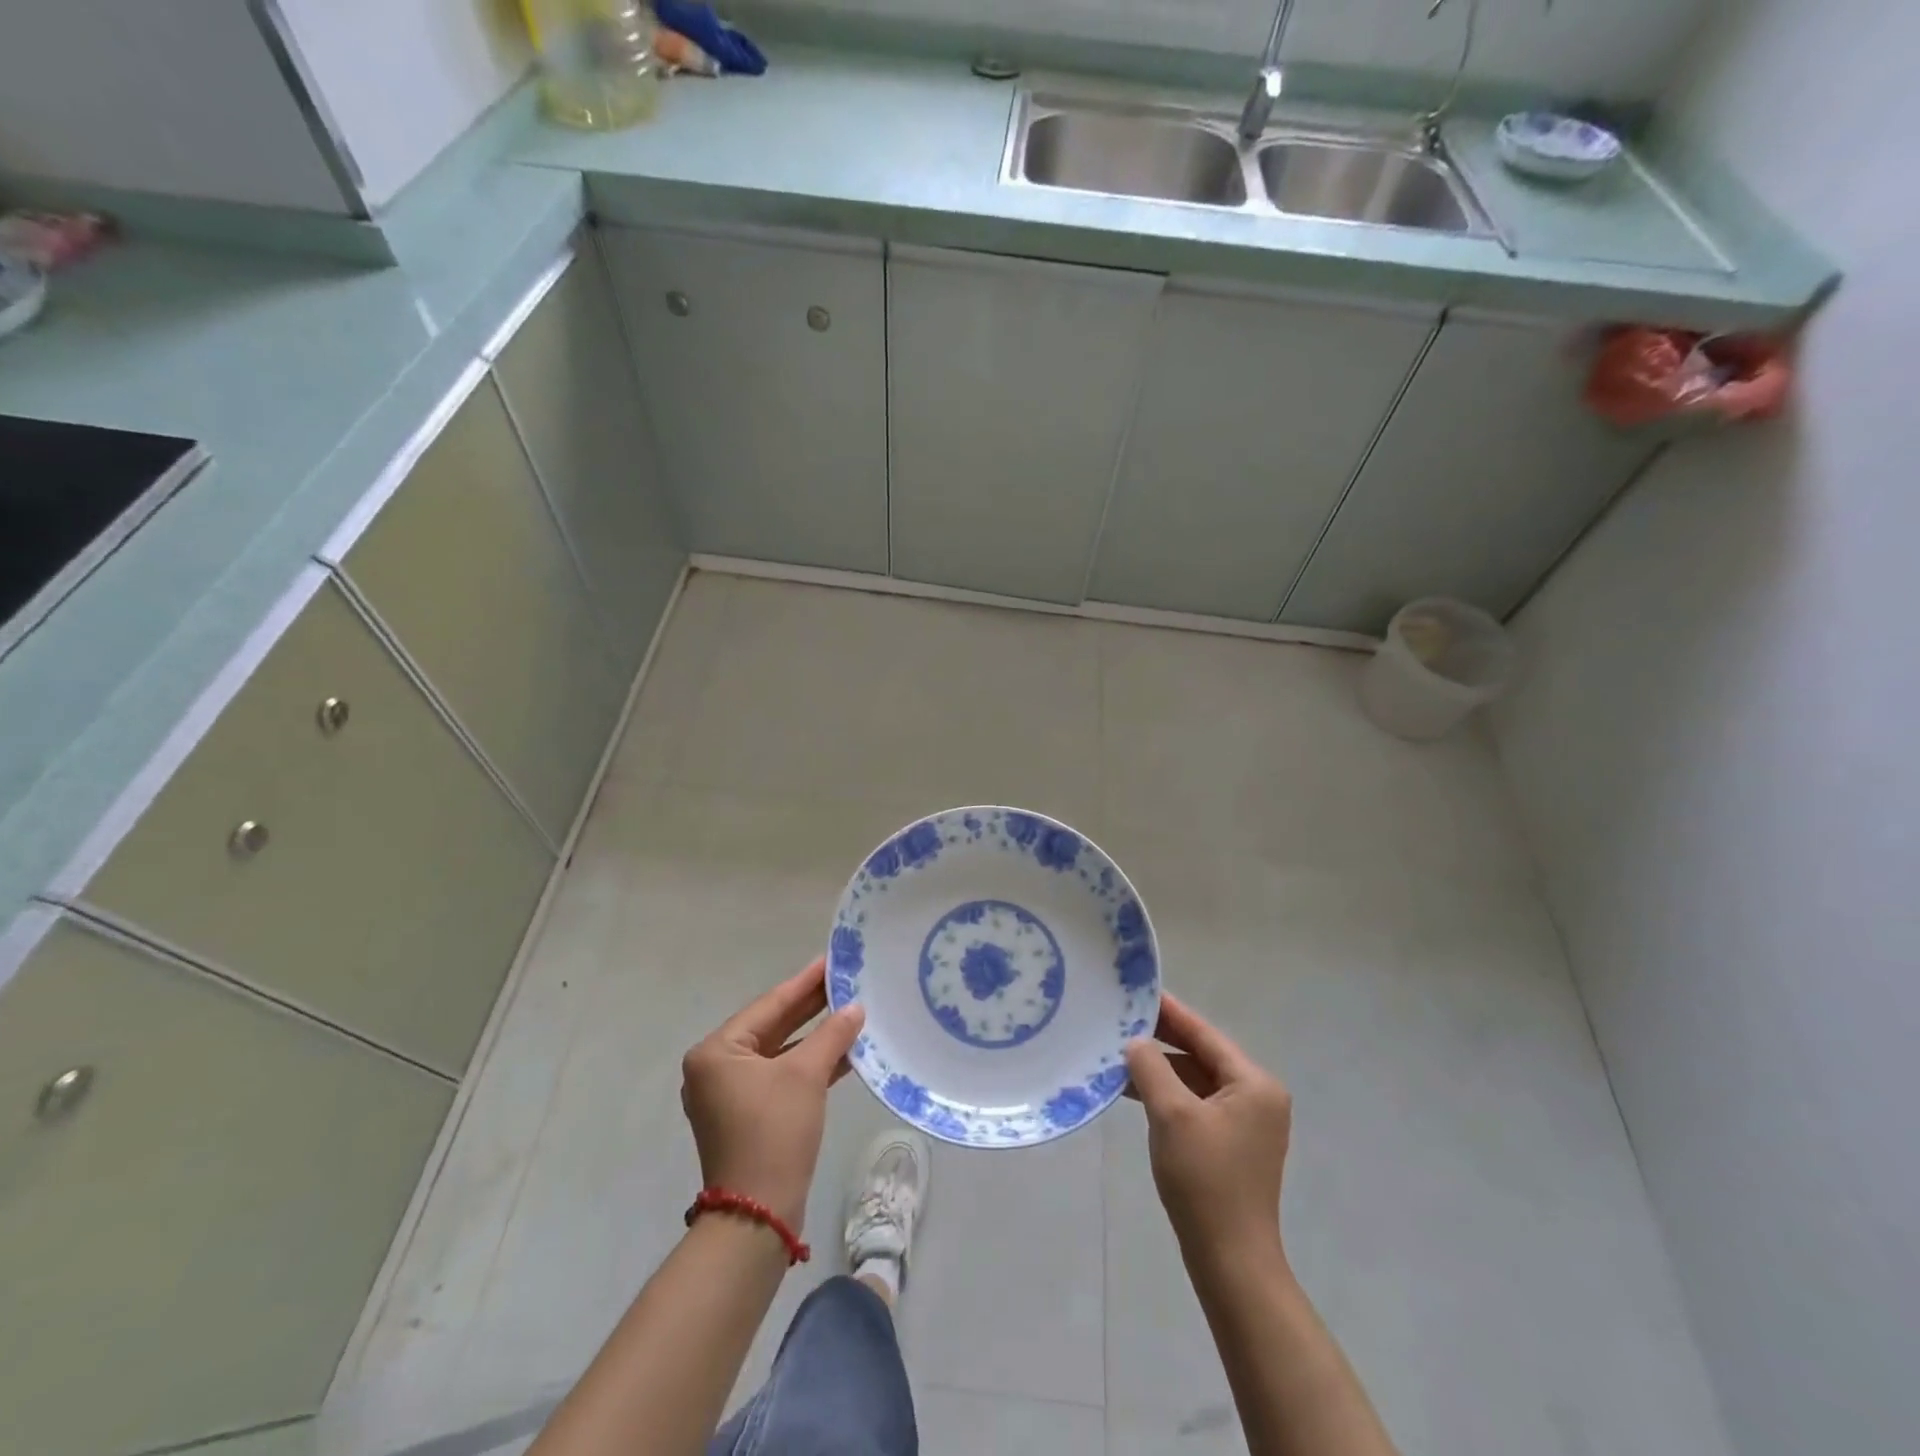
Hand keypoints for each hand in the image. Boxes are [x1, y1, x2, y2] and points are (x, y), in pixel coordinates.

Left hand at [680, 958, 865, 1232]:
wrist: (757, 1214)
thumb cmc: (774, 1131)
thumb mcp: (806, 1075)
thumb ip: (831, 1035)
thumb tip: (855, 1008)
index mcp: (716, 1052)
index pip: (769, 1005)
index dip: (804, 982)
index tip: (831, 959)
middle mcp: (717, 1068)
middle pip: (772, 1026)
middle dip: (810, 1007)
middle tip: (845, 980)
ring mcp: (731, 1094)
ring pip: (779, 1052)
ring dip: (814, 1036)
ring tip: (850, 1010)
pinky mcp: (748, 1116)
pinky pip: (781, 1076)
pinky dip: (809, 1064)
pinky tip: (843, 1051)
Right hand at [1125, 994, 1291, 1260]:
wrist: (1230, 1261)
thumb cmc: (1205, 1180)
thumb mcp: (1172, 1114)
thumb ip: (1151, 1067)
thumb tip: (1136, 1042)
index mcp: (1254, 1083)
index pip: (1205, 1034)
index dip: (1170, 1012)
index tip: (1140, 991)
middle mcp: (1257, 1097)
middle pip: (1202, 1055)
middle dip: (1162, 1040)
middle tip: (1122, 1020)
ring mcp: (1246, 1123)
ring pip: (1196, 1080)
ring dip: (1161, 1070)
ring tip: (1119, 1055)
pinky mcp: (1231, 1145)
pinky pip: (1196, 1104)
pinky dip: (1168, 1095)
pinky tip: (1135, 1092)